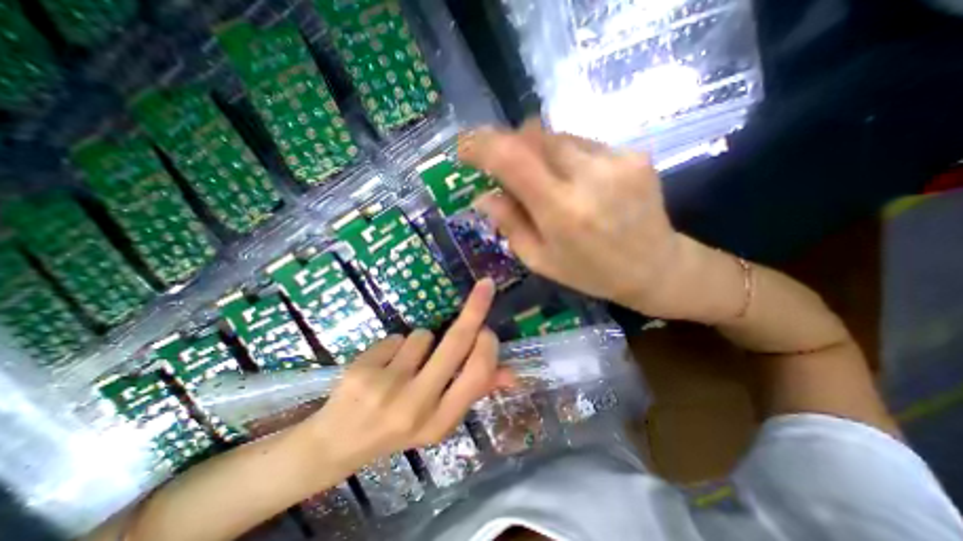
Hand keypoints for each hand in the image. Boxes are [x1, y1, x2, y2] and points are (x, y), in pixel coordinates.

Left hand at [308, 278, 518, 467]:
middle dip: (475, 308)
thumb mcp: (438, 417)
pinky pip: (396, 338)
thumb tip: (512, 373)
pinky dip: (395, 346)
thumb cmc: (397, 427)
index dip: (488, 344)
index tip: (487, 327)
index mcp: (441, 422)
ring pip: (423, 336)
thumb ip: (474, 391)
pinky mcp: (362, 372)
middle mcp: (417, 406)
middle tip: (485, 286)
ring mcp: (386, 388)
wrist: (336, 445)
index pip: (478, 372)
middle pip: (456, 342)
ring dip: (420, 343)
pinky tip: (382, 367)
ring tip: (403, 365)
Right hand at [459, 120, 683, 319]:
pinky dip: (565, 156)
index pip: (512, 159)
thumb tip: (482, 196)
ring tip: (543, 181)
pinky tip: (574, 181)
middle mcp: (589, 177)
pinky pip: (582, 143)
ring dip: (537, 151)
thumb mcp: (540, 259)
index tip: (465, 148)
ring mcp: (616, 160)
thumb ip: (509, 224)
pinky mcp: (634, 153)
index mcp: (561, 211)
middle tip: (505, 169)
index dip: (482, 146)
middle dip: (509, 146)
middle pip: (532, 135)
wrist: (655, 267)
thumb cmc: (590, 272)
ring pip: (557, 136)